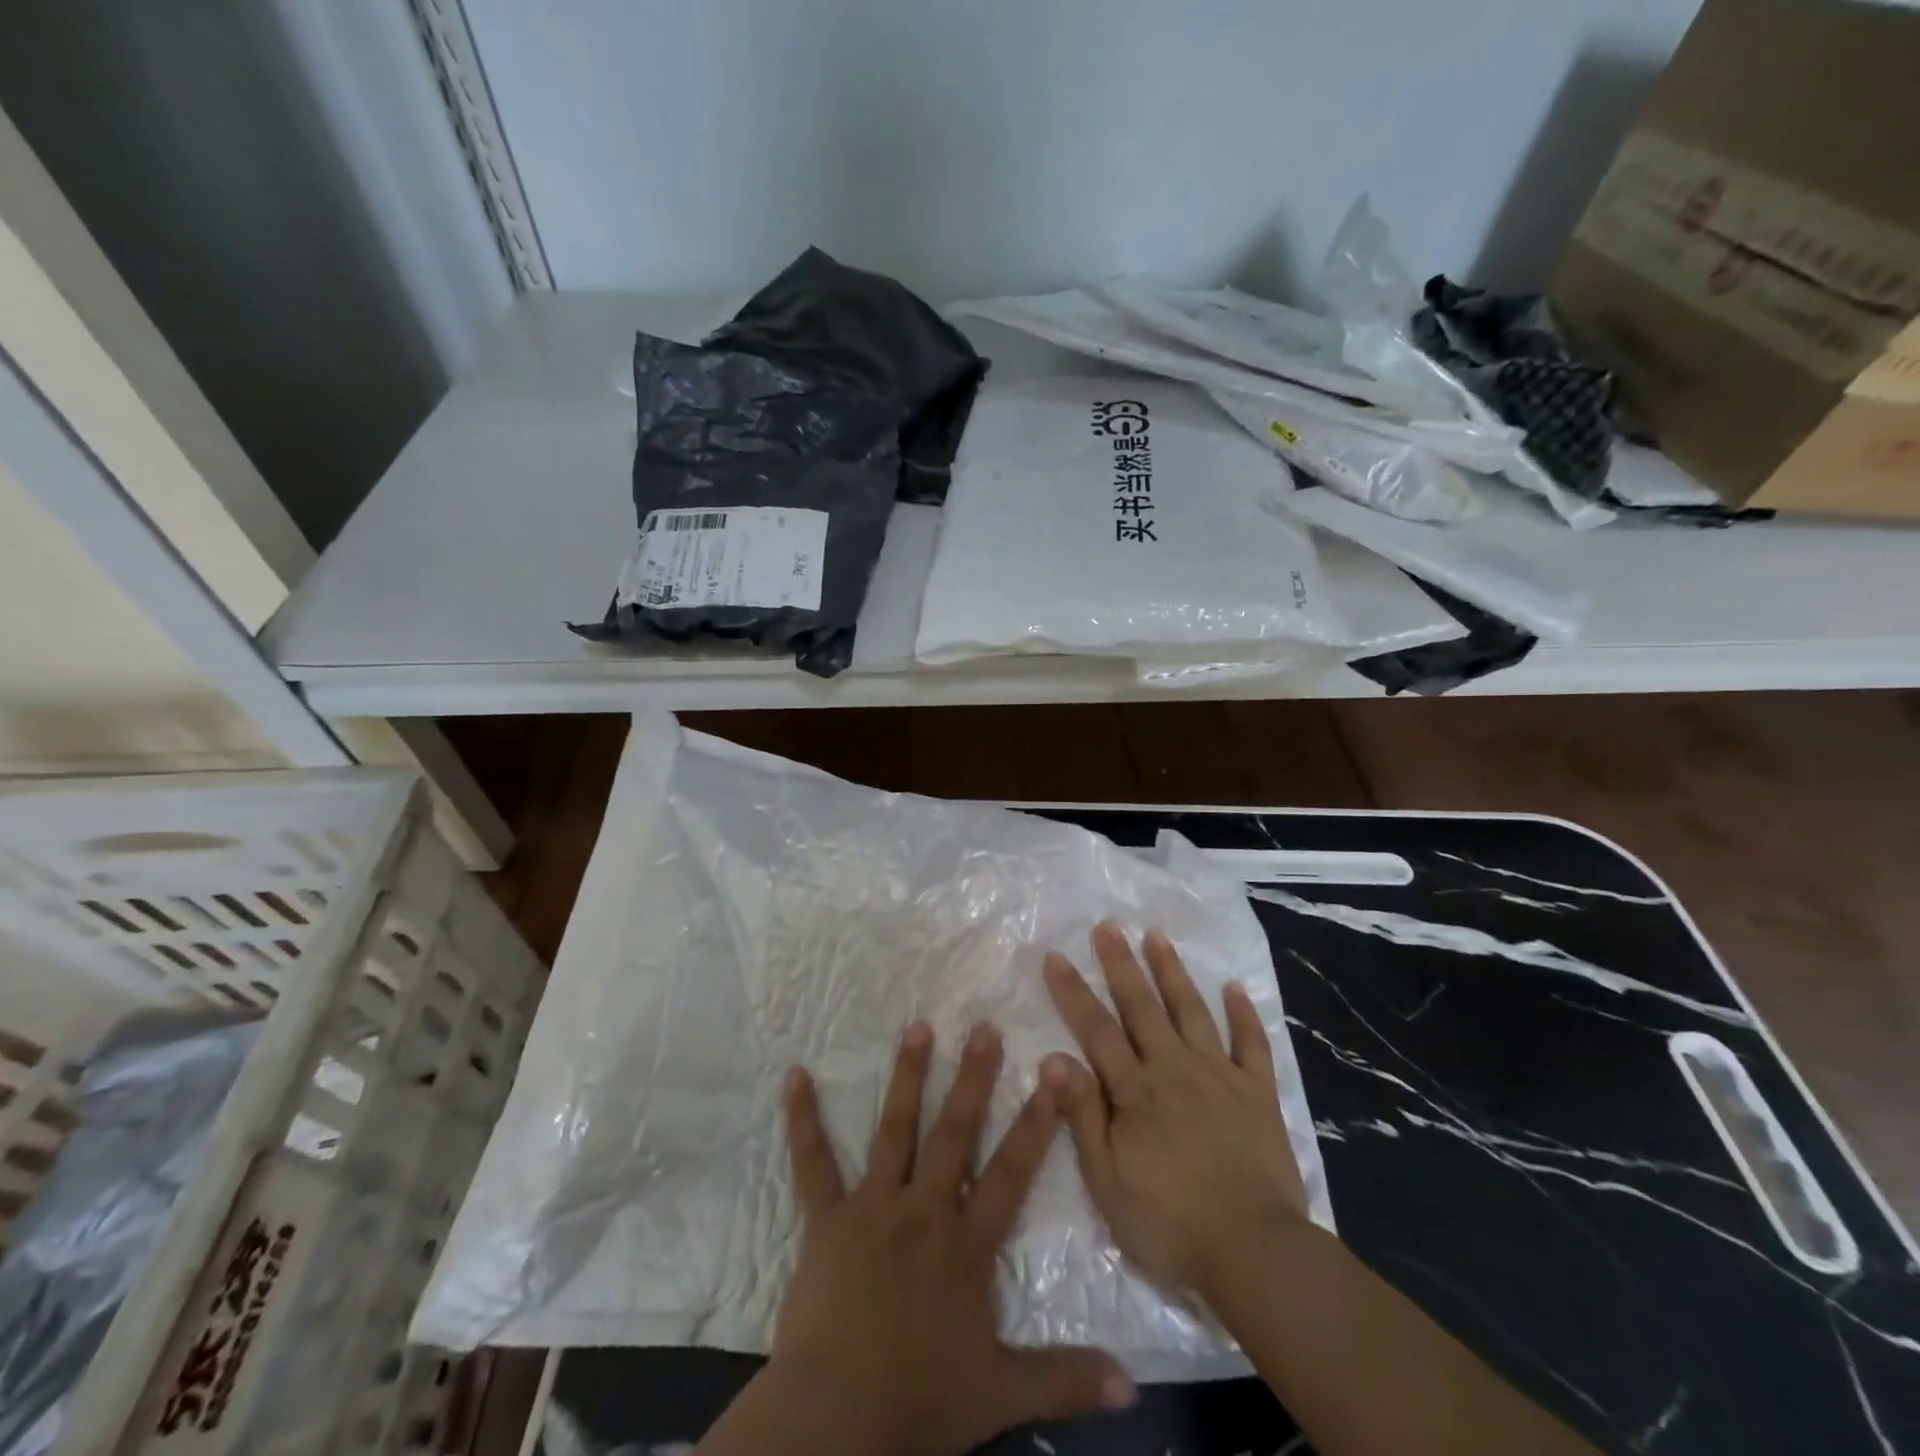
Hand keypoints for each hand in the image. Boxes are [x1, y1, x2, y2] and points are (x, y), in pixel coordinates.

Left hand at [768, 1022, 1134, 1455]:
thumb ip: (1065, 1380)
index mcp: (966, 1243)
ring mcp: (873, 1207)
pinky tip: (794, 1076)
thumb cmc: (919, 1401)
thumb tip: (1134, 1386)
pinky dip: (803, 1119)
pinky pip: (813, 1162)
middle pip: (955, 1133)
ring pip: (895, 1129)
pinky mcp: (827, 1218)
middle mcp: (923, 1210)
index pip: (1010, 1172)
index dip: (1036, 1122)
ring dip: (907, 1076)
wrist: (834, 1420)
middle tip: (983, 1027)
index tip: (1053, 1073)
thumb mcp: (1001, 1394)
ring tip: (918, 1027)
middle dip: (973, 1078)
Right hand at [1042, 923, 1309, 1307]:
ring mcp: (1220, 1076)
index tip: (1055, 956)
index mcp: (1136, 1090)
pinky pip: (1251, 1044)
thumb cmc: (1170, 1223)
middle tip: (1107, 925)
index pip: (1096, 1029)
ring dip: (1172, 972)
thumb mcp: (1108, 1181)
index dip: (1073, 992)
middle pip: (1142, 1007)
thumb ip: (1082, 1115)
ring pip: (1191, 1011)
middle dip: (1121, 963)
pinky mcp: (1258, 1093)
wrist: (1256, 1254)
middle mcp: (1175, 1068)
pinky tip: (1235, 987)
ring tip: (1157, 936)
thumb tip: (1053, 1057)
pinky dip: (1243, 1014)